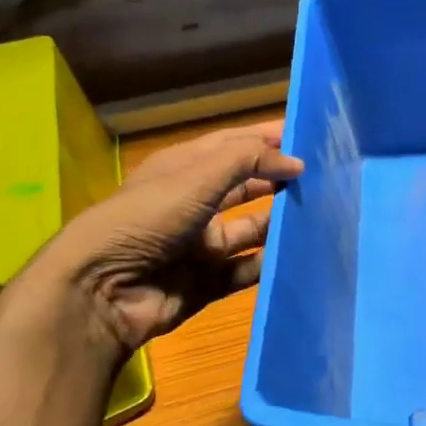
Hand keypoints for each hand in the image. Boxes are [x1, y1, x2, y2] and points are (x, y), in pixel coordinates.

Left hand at [25, 120, 302, 352]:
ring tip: (319, 212)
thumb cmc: (148, 218)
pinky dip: (268, 262)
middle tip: (323, 176)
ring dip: (278, 221)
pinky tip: (297, 253)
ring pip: (249, 228)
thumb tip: (296, 162)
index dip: (266, 139)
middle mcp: (193, 204)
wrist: (102, 290)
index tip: (307, 135)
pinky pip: (245, 269)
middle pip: (244, 186)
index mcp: (184, 170)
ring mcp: (199, 245)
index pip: (232, 145)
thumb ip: (249, 160)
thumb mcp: (197, 176)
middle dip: (277, 179)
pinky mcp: (206, 282)